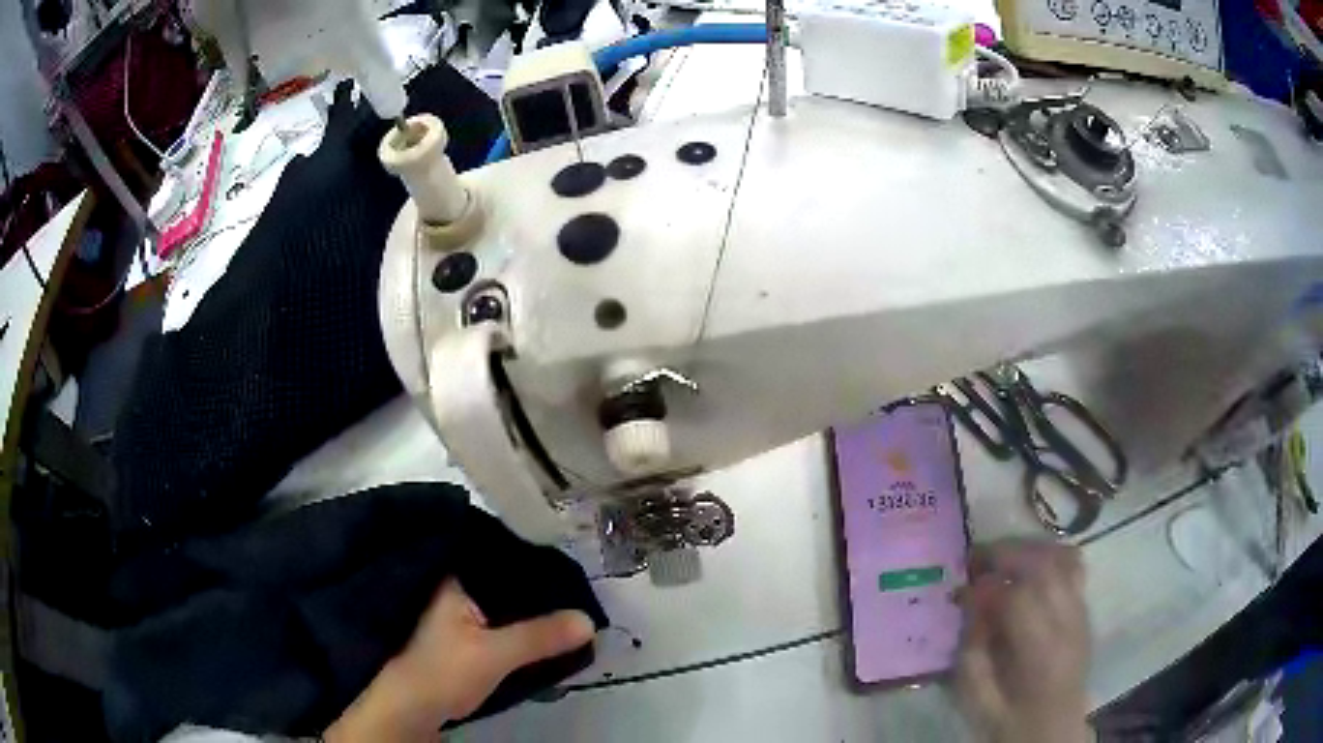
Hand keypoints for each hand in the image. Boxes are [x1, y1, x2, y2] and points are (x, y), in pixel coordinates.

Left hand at [325, 579, 594, 742]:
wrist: (408, 709)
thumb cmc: (442, 670)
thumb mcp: (495, 654)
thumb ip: (540, 636)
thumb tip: (589, 620)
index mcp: (450, 578)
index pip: (493, 552)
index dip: (529, 555)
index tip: (564, 559)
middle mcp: (448, 589)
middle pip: (498, 579)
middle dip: (532, 586)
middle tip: (573, 587)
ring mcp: (450, 615)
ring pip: (496, 603)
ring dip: (524, 609)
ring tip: (564, 606)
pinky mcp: (455, 638)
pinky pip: (492, 621)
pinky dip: (513, 625)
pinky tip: (538, 630)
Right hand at [954, 540, 1091, 742]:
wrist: (1051, 729)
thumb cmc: (1008, 719)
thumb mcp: (976, 697)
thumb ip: (971, 649)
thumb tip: (969, 601)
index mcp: (1040, 654)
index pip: (1018, 599)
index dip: (985, 586)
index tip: (959, 590)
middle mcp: (1068, 623)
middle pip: (1044, 566)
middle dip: (1005, 554)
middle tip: (974, 559)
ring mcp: (1081, 612)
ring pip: (1062, 558)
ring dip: (1028, 549)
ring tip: (1000, 557)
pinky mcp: (1085, 608)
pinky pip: (1073, 565)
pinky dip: (1049, 554)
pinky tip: (1028, 564)